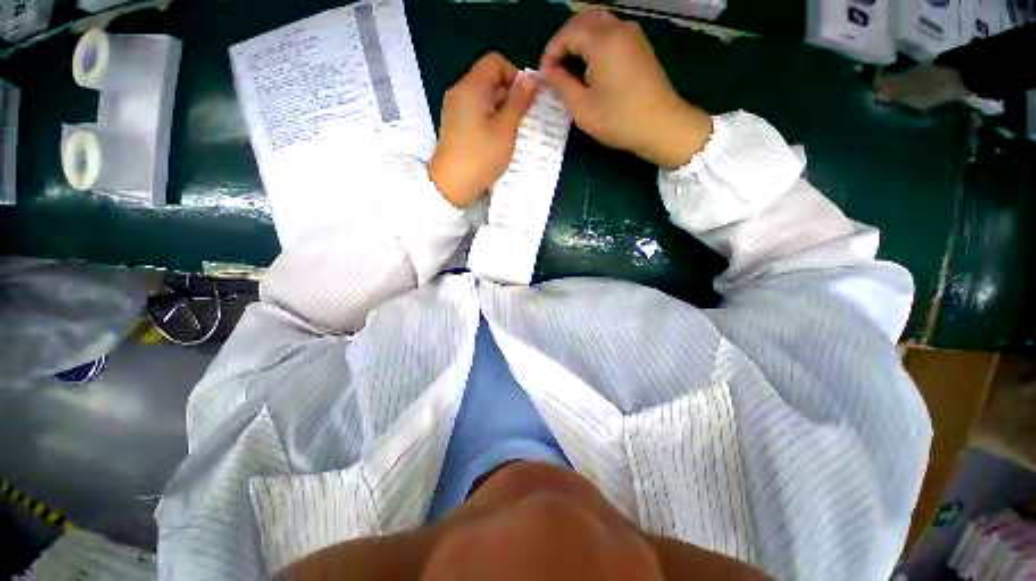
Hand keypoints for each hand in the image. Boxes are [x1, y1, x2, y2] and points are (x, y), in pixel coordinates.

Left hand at [429, 53, 538, 206]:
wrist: (451, 185)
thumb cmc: (480, 157)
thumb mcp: (505, 129)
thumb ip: (519, 102)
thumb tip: (532, 80)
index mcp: (471, 87)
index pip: (496, 62)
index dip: (514, 76)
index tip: (524, 101)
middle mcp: (460, 92)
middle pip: (490, 80)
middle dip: (509, 97)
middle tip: (519, 123)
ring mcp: (455, 110)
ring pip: (485, 99)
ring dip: (501, 112)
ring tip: (509, 136)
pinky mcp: (455, 126)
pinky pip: (477, 114)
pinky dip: (490, 122)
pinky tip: (496, 142)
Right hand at [540, 9, 712, 168]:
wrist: (660, 125)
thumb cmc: (618, 120)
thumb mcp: (582, 108)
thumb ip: (561, 85)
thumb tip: (548, 72)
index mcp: (603, 42)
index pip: (567, 32)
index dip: (551, 52)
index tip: (545, 76)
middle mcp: (618, 28)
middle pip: (582, 19)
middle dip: (564, 41)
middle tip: (555, 70)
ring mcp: (632, 35)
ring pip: (597, 23)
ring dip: (579, 41)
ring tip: (570, 70)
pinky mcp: (638, 45)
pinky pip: (610, 32)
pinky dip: (594, 43)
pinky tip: (590, 68)